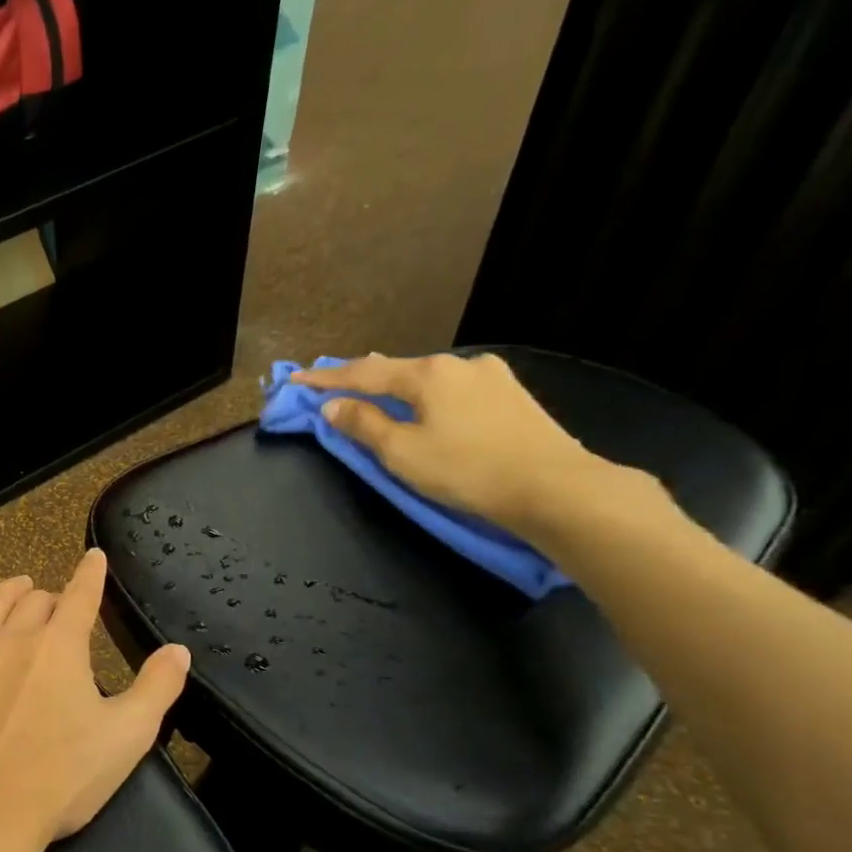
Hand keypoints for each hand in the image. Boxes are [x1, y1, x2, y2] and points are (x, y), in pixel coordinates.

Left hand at [0, 548, 190, 851]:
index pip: (80, 597)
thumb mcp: (128, 737)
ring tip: (16, 587)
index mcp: (59, 648)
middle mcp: (11, 640)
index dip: (90, 575)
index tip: (93, 558)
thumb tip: (178, 649)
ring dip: (5, 593)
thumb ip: (158, 687)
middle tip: (58, 608)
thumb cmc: (62, 779)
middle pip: (33, 604)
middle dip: (50, 599)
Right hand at [290, 352, 648, 538]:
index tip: (295, 378)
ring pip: (427, 378)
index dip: (326, 379)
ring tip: (374, 395)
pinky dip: (425, 396)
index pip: (363, 373)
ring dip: (396, 388)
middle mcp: (459, 364)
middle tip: (332, 386)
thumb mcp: (401, 452)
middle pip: (397, 369)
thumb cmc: (467, 470)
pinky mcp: (511, 395)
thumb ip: (363, 425)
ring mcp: (490, 376)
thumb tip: (333, 406)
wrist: (555, 487)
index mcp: (428, 374)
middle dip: (362, 379)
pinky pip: (452, 389)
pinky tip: (423, 406)